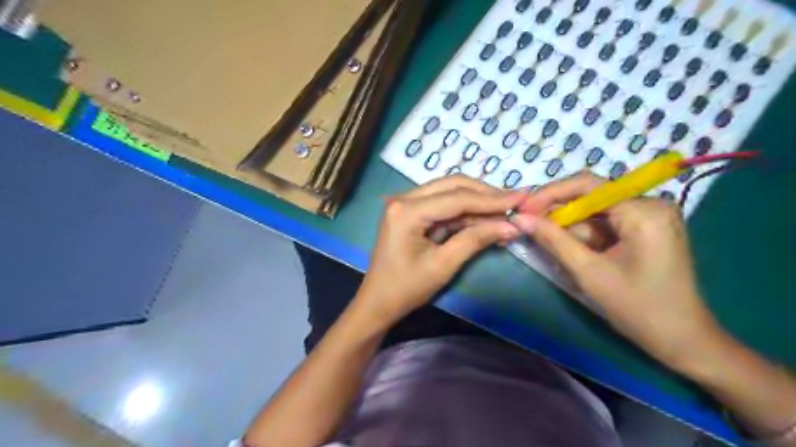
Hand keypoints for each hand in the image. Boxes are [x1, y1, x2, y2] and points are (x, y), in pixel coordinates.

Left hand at [358, 176, 527, 325]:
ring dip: (476, 203)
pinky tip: (484, 220)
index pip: (457, 198)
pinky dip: (464, 212)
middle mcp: (404, 198)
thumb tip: (512, 226)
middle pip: (453, 186)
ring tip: (505, 212)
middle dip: (485, 195)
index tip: (522, 197)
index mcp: (407, 211)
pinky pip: (442, 205)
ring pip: (449, 193)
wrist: (378, 302)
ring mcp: (406, 203)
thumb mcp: (443, 265)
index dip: (492, 199)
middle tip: (515, 203)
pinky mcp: (411, 212)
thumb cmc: (406, 288)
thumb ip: (476, 240)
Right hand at [510, 172, 721, 367]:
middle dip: (560, 218)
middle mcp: (649, 204)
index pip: (587, 185)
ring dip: (572, 233)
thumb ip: (552, 240)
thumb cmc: (638, 308)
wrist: (682, 340)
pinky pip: (605, 225)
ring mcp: (649, 216)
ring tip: (559, 256)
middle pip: (590, 198)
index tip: (523, 210)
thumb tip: (519, 218)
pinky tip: (578, 258)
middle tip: (531, 232)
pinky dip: (586, 239)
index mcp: (643, 211)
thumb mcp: (589, 272)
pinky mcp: (646, 229)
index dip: (549, 194)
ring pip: (594, 214)